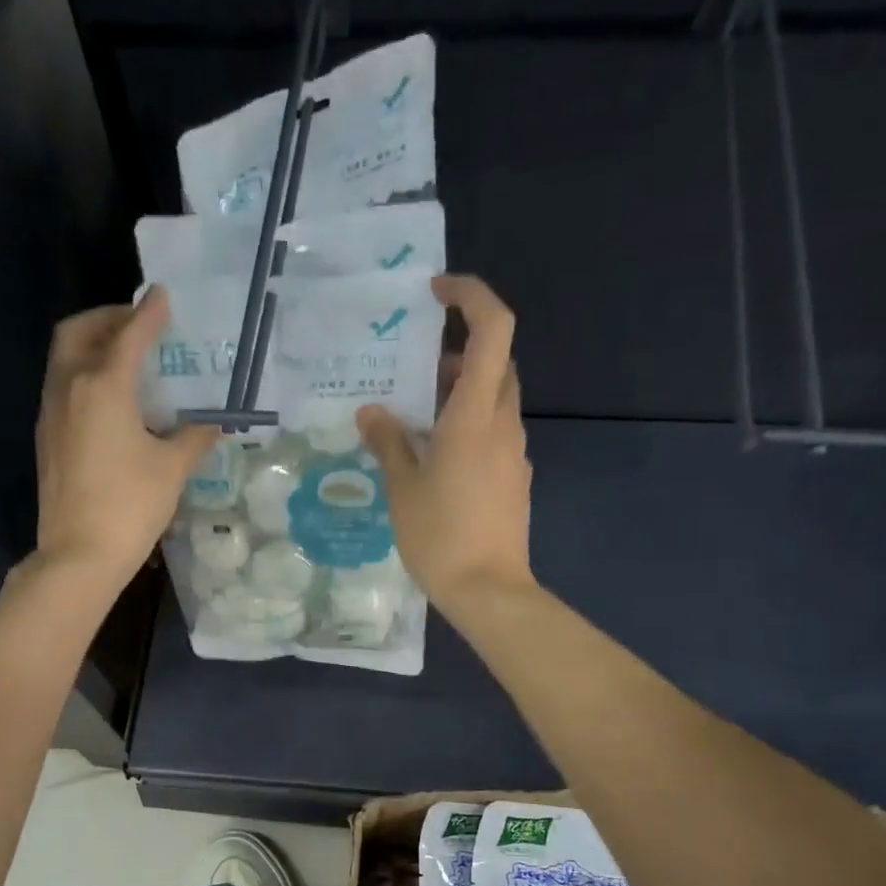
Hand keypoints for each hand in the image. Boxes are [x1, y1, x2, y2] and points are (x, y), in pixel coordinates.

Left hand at [29, 286, 216, 592]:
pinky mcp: (47, 438)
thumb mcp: (172, 470)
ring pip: (65, 359)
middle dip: (107, 318)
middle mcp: (70, 388)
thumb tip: (212, 423)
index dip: (149, 314)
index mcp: (103, 387)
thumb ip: (194, 438)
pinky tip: (110, 401)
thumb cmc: (130, 507)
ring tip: (125, 359)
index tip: (163, 295)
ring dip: (92, 345)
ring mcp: (52, 413)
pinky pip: (62, 387)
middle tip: (136, 324)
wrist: (79, 555)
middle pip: (79, 332)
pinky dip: (84, 375)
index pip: (128, 336)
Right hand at [357, 274, 533, 613]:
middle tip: (415, 370)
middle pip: (496, 362)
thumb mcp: (402, 488)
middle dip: (459, 351)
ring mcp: (514, 453)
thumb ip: (387, 442)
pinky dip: (469, 426)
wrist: (489, 591)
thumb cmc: (441, 537)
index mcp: (475, 415)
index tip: (436, 294)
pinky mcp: (514, 479)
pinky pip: (494, 434)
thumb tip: (371, 412)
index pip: (493, 328)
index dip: (471, 296)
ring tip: (416, 418)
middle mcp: (503, 424)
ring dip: (462, 393)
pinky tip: (436, 458)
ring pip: (495, 400)